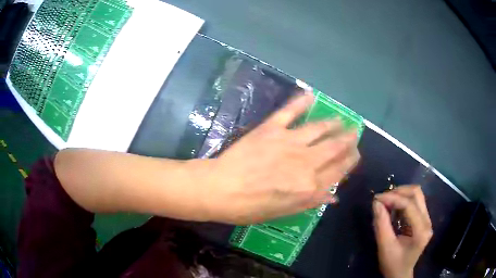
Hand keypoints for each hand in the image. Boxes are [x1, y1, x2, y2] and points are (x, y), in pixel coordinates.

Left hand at [199, 93, 359, 223]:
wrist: (220, 190)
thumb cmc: (250, 207)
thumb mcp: (284, 212)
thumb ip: (311, 201)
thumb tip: (333, 195)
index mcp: (310, 186)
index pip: (339, 170)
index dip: (350, 161)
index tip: (356, 154)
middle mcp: (306, 162)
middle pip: (335, 147)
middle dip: (348, 139)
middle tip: (354, 133)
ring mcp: (289, 142)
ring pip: (319, 128)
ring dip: (333, 123)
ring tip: (341, 120)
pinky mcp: (271, 128)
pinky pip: (290, 111)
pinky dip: (301, 101)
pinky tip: (311, 95)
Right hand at [373, 185, 432, 277]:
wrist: (400, 274)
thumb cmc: (392, 264)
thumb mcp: (385, 247)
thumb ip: (381, 224)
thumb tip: (376, 203)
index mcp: (421, 230)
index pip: (409, 205)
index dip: (393, 198)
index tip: (376, 199)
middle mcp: (428, 221)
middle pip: (417, 194)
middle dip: (398, 192)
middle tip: (382, 199)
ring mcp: (427, 219)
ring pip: (417, 195)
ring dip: (401, 195)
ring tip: (387, 202)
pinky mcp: (423, 219)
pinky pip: (415, 202)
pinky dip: (403, 201)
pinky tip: (393, 208)